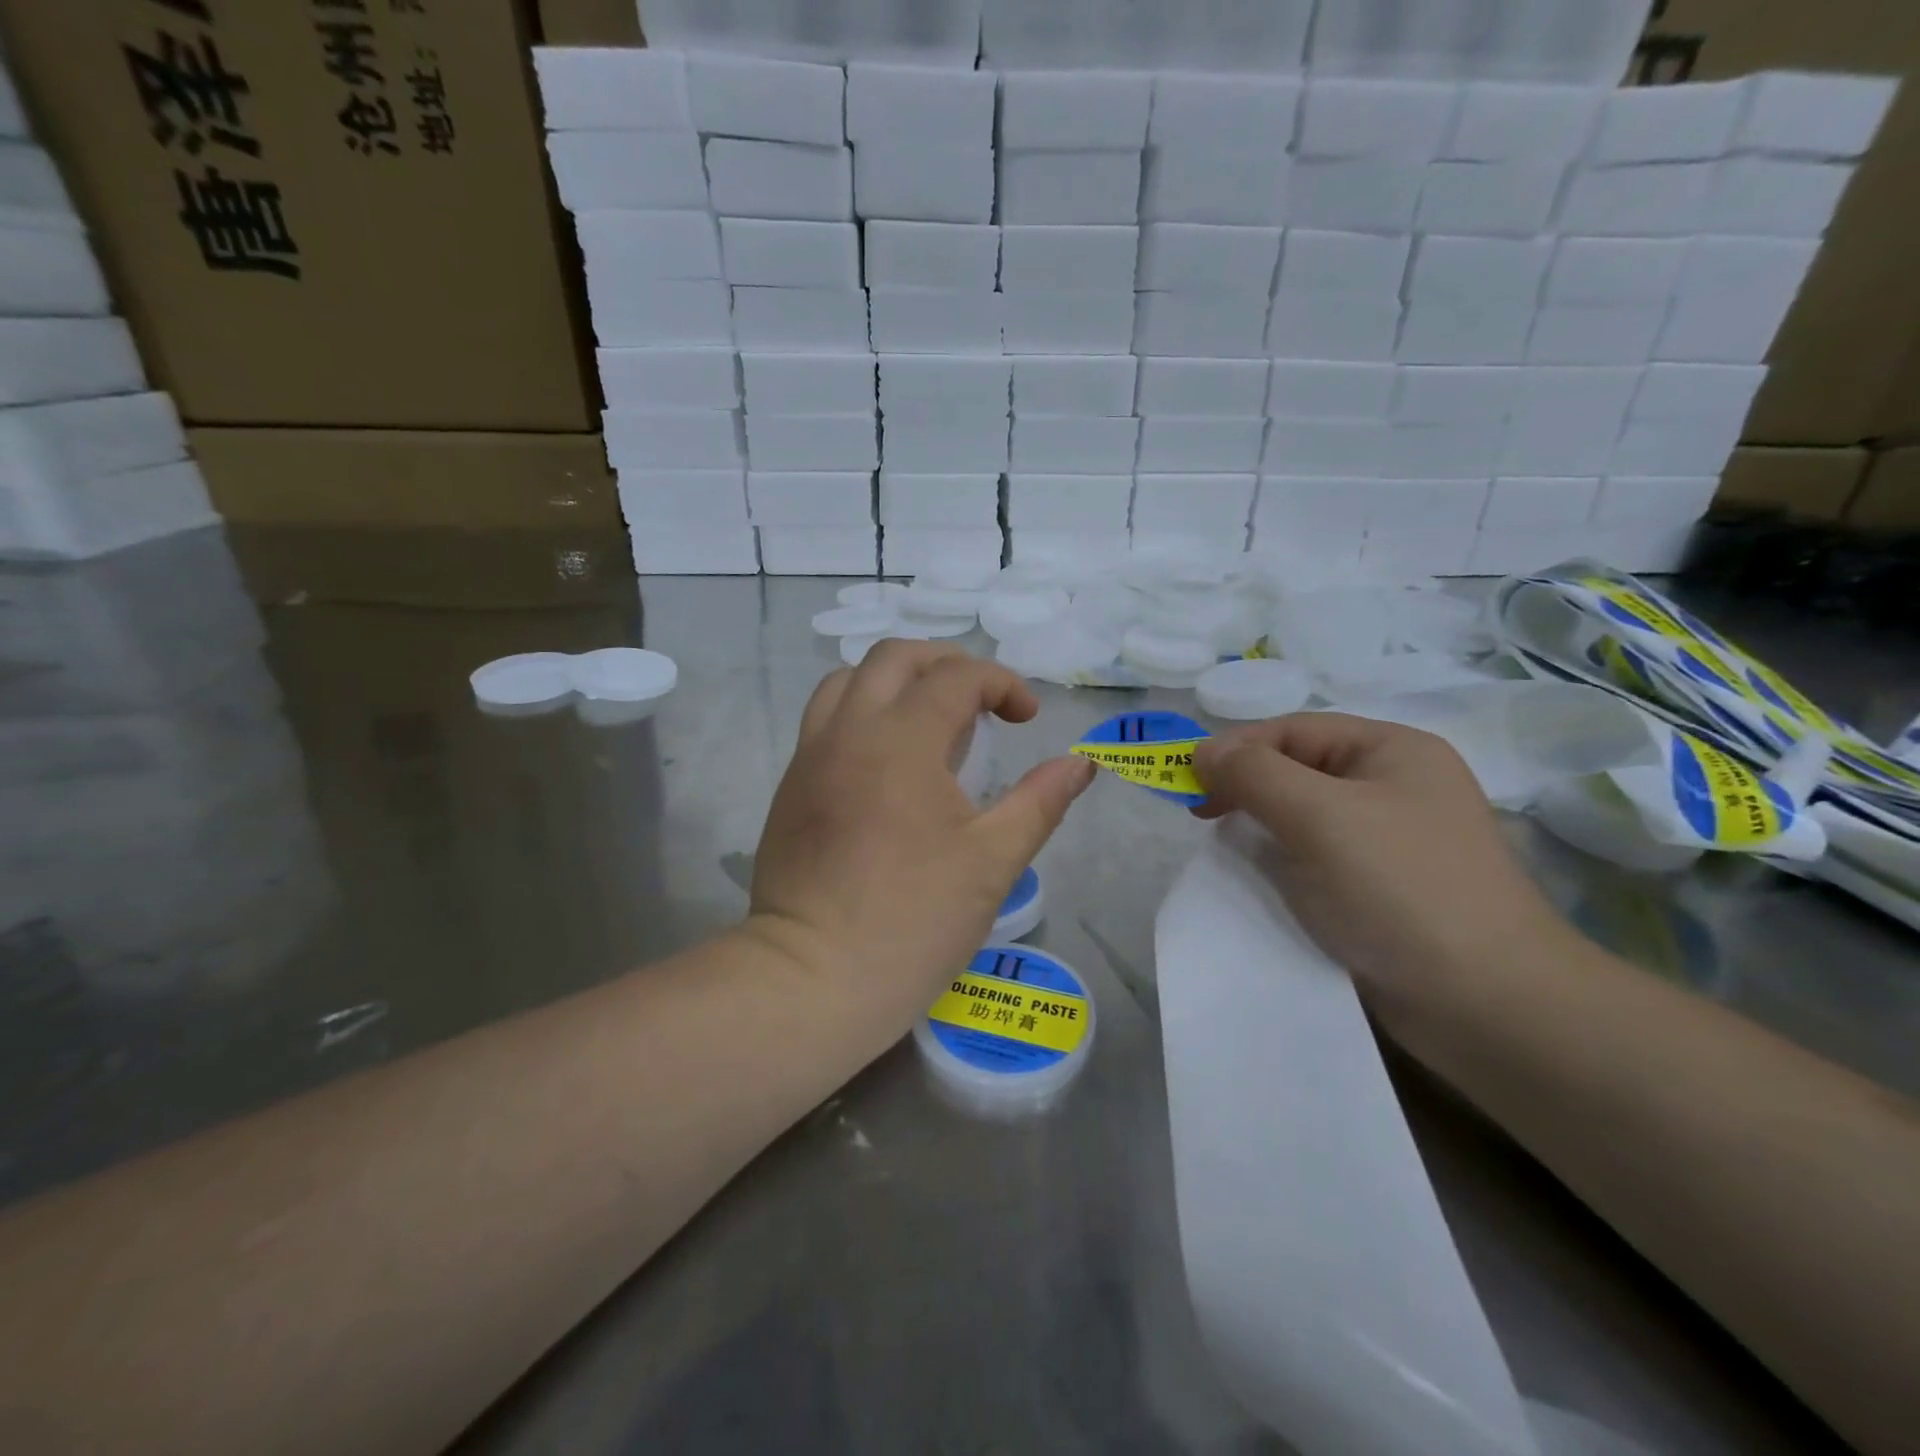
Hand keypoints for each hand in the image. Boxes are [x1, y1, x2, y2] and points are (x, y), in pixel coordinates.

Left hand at [747, 641, 1095, 1030]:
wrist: (813, 978)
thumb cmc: (913, 920)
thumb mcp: (993, 861)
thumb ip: (1040, 801)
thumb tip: (1081, 763)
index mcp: (901, 740)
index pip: (955, 677)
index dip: (1001, 684)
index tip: (1026, 718)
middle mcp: (848, 730)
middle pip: (893, 657)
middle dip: (946, 663)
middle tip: (980, 701)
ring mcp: (810, 756)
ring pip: (847, 681)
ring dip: (894, 680)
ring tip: (929, 717)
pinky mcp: (790, 786)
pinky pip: (824, 719)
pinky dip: (861, 711)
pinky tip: (887, 759)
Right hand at [1193, 713, 1570, 1009]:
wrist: (1486, 1003)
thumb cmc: (1399, 888)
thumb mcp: (1318, 816)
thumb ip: (1253, 773)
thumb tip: (1201, 752)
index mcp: (1393, 751)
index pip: (1294, 730)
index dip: (1236, 749)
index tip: (1188, 783)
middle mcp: (1395, 786)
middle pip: (1298, 769)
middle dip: (1247, 787)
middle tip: (1202, 815)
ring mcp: (1391, 839)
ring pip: (1304, 816)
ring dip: (1261, 827)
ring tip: (1228, 848)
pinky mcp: (1382, 887)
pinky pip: (1317, 857)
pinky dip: (1283, 862)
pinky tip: (1264, 880)